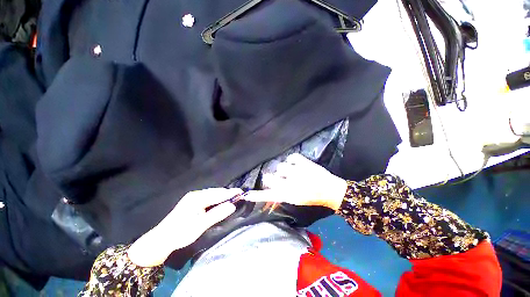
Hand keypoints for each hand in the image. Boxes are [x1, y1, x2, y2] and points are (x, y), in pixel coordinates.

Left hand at [128, 188, 240, 266]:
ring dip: (222, 196)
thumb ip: (217, 214)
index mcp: (197, 199)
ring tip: (232, 197)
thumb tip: (232, 205)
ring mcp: (193, 198)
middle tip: (238, 195)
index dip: (230, 193)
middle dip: (227, 193)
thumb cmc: (181, 233)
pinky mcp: (191, 202)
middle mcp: (195, 195)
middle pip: (215, 192)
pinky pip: (208, 197)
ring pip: (211, 194)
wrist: (161, 240)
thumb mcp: (200, 225)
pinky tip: (219, 201)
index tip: (241, 192)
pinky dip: (216, 199)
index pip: (218, 194)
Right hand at [245, 154, 346, 210]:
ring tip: (292, 171)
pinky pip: (292, 157)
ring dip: (284, 169)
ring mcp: (297, 171)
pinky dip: (293, 160)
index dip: (257, 195)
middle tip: (279, 178)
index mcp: (288, 195)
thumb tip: (269, 190)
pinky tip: (297, 164)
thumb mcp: (295, 200)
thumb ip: (281, 195)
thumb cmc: (312, 197)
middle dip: (271, 178)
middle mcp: (290, 184)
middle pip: (269, 177)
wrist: (331, 190)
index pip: (268, 196)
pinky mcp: (304, 162)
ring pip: (280, 166)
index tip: (246, 194)